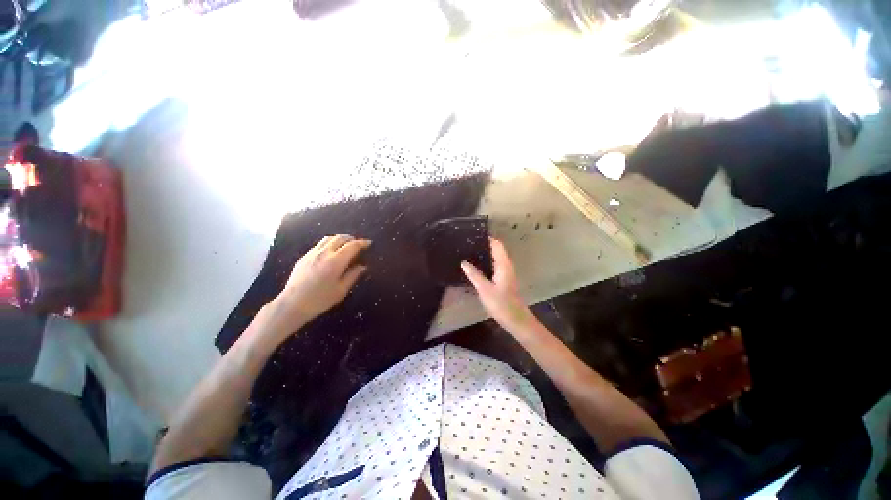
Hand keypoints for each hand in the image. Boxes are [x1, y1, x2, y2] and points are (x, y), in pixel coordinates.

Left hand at [263, 235, 370, 340]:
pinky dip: (329, 244)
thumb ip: (353, 275)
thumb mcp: (341, 290)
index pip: (352, 246)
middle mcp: (324, 253)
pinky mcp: (304, 257)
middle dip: (351, 238)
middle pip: (340, 238)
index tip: (369, 243)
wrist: (292, 304)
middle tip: (358, 244)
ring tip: (345, 245)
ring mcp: (312, 254)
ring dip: (339, 239)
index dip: (362, 243)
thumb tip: (363, 266)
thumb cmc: (320, 299)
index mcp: (336, 261)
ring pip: (328, 239)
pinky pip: (319, 245)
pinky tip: (330, 252)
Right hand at [461, 238, 537, 334]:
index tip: (474, 235)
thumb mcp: (484, 289)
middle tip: (467, 243)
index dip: (487, 238)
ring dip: (484, 254)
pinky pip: (494, 266)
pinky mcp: (503, 280)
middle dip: (484, 245)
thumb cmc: (501, 304)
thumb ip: (474, 274)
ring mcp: (506, 273)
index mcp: (503, 265)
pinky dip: (486, 263)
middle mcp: (506, 266)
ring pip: (495, 258)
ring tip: (468, 252)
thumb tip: (464, 262)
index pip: (497, 245)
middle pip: (496, 250)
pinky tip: (476, 266)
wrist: (516, 320)